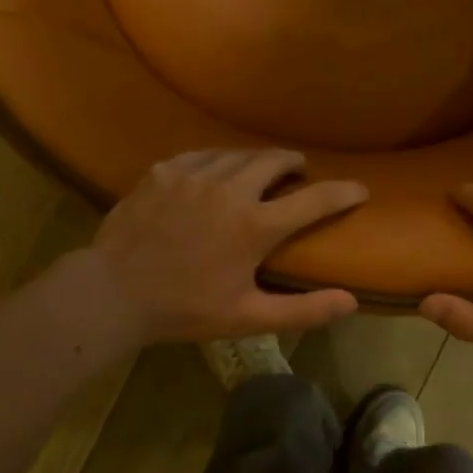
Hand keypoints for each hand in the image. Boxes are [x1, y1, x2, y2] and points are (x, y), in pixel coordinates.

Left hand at [85, 149, 366, 343]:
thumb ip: (303, 310)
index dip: (343, 193)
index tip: (360, 189)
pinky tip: (216, 172)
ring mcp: (192, 175)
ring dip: (257, 161)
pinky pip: (201, 155)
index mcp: (255, 226)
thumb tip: (350, 302)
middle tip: (299, 172)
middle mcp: (229, 189)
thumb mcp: (248, 318)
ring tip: (260, 170)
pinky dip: (218, 161)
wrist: (113, 292)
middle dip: (294, 163)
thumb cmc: (185, 309)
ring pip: (238, 154)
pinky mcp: (163, 171)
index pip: (314, 199)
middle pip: (275, 160)